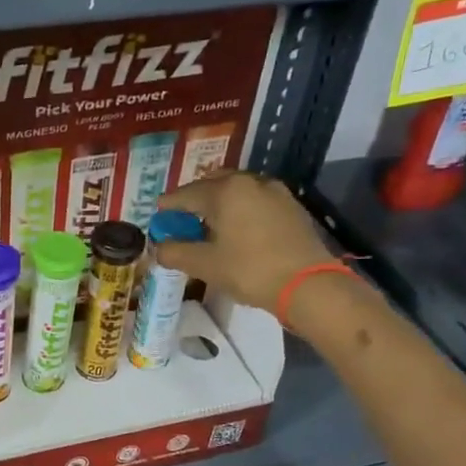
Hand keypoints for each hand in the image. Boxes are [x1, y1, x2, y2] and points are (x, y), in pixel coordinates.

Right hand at [155, 171, 335, 312]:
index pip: (186, 194)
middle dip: (195, 197)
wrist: (308, 284)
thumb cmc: (249, 270)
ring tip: (211, 223)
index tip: (157, 213)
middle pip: (214, 183)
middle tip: (183, 216)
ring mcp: (275, 192)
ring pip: (238, 189)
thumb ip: (175, 252)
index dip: (168, 205)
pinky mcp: (291, 207)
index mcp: (225, 191)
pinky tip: (238, 229)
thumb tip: (158, 248)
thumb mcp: (205, 265)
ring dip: (220, 201)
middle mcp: (250, 182)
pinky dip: (241, 208)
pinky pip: (256, 200)